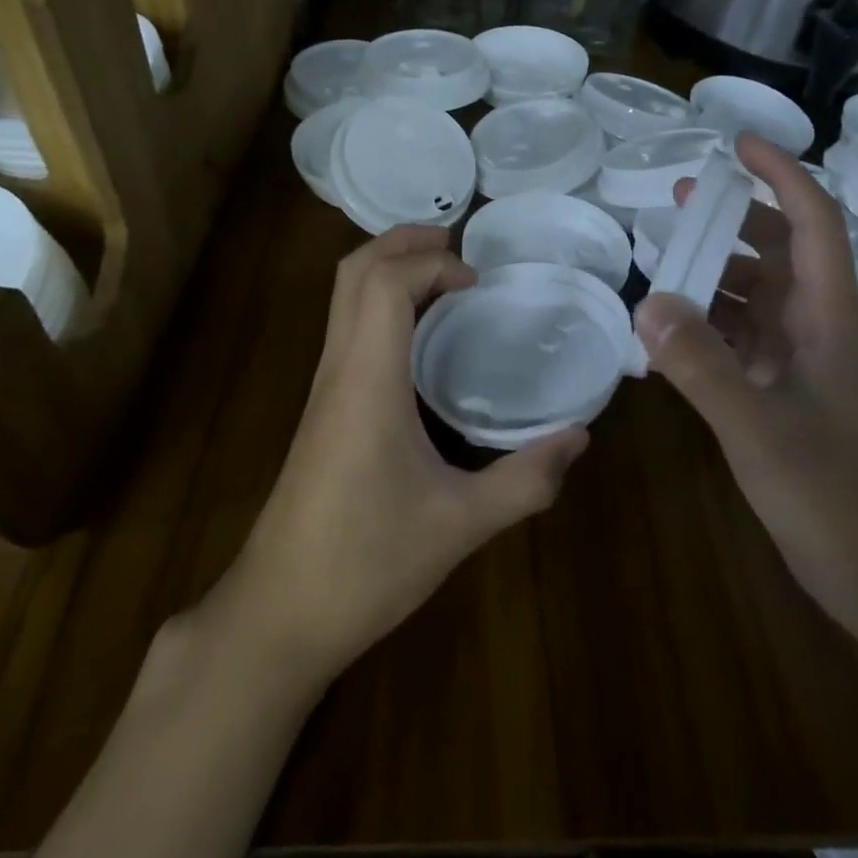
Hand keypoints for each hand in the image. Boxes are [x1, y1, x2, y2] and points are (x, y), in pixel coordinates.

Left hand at [229, 226, 588, 684]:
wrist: (277, 616)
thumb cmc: (365, 564)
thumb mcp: (460, 525)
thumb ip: (525, 480)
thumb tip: (581, 437)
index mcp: (367, 380)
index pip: (384, 282)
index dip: (432, 262)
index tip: (479, 282)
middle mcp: (339, 368)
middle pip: (354, 271)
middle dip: (404, 241)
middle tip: (458, 245)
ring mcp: (324, 386)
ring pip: (344, 295)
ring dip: (390, 267)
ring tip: (445, 277)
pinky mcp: (322, 406)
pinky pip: (348, 324)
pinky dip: (382, 300)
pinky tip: (420, 334)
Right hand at [634, 133, 857, 634]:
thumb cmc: (831, 494)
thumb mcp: (758, 427)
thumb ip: (702, 365)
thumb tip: (648, 302)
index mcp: (828, 315)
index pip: (814, 220)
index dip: (781, 174)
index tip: (737, 144)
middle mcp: (817, 324)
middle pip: (782, 246)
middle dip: (736, 215)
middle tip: (679, 199)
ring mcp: (801, 357)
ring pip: (758, 290)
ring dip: (716, 269)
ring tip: (663, 260)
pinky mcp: (783, 388)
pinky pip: (741, 334)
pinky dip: (707, 321)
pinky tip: (666, 330)